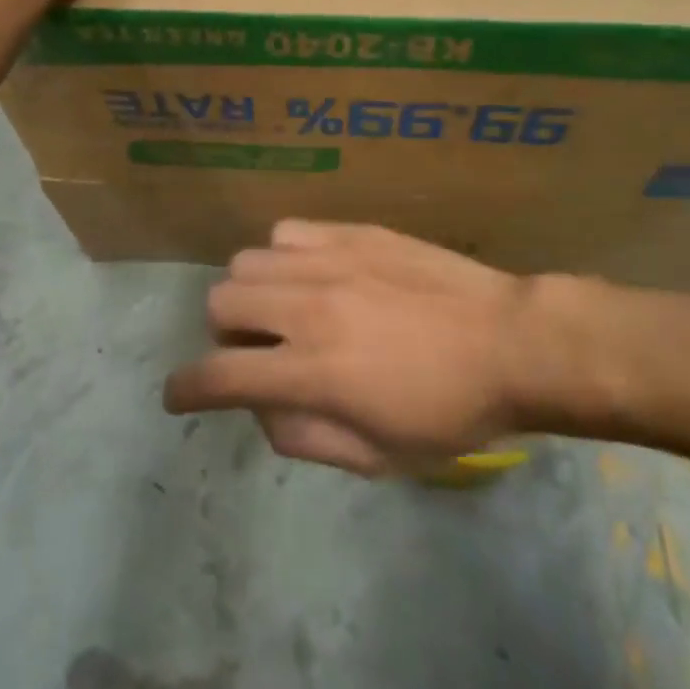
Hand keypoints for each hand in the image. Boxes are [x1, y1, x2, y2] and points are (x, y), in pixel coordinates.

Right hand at [163, 221, 540, 475]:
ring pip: (247, 262)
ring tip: (287, 309)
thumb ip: (305, 438)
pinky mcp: (353, 232)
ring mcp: (330, 262)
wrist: (510, 341)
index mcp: (314, 372)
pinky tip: (313, 274)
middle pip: (220, 303)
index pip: (219, 377)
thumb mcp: (378, 457)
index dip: (185, 390)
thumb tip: (261, 410)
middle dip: (225, 337)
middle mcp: (308, 309)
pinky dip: (285, 257)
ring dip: (253, 294)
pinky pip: (287, 232)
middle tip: (261, 352)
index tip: (179, 395)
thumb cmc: (449, 412)